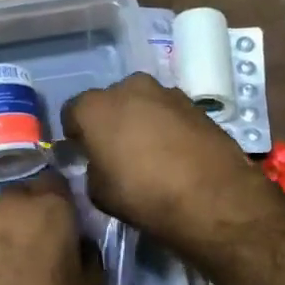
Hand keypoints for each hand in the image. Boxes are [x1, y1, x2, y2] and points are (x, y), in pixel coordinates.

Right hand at [61, 73, 284, 253]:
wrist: (212, 196)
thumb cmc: (144, 195)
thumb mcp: (99, 193)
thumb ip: (92, 168)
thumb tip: (100, 162)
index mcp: (95, 107)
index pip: (72, 112)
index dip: (75, 134)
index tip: (83, 153)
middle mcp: (128, 87)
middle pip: (109, 102)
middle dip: (110, 122)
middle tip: (117, 152)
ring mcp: (165, 91)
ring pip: (142, 103)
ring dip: (141, 121)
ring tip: (150, 154)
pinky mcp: (195, 103)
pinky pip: (168, 112)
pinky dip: (167, 126)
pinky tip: (175, 153)